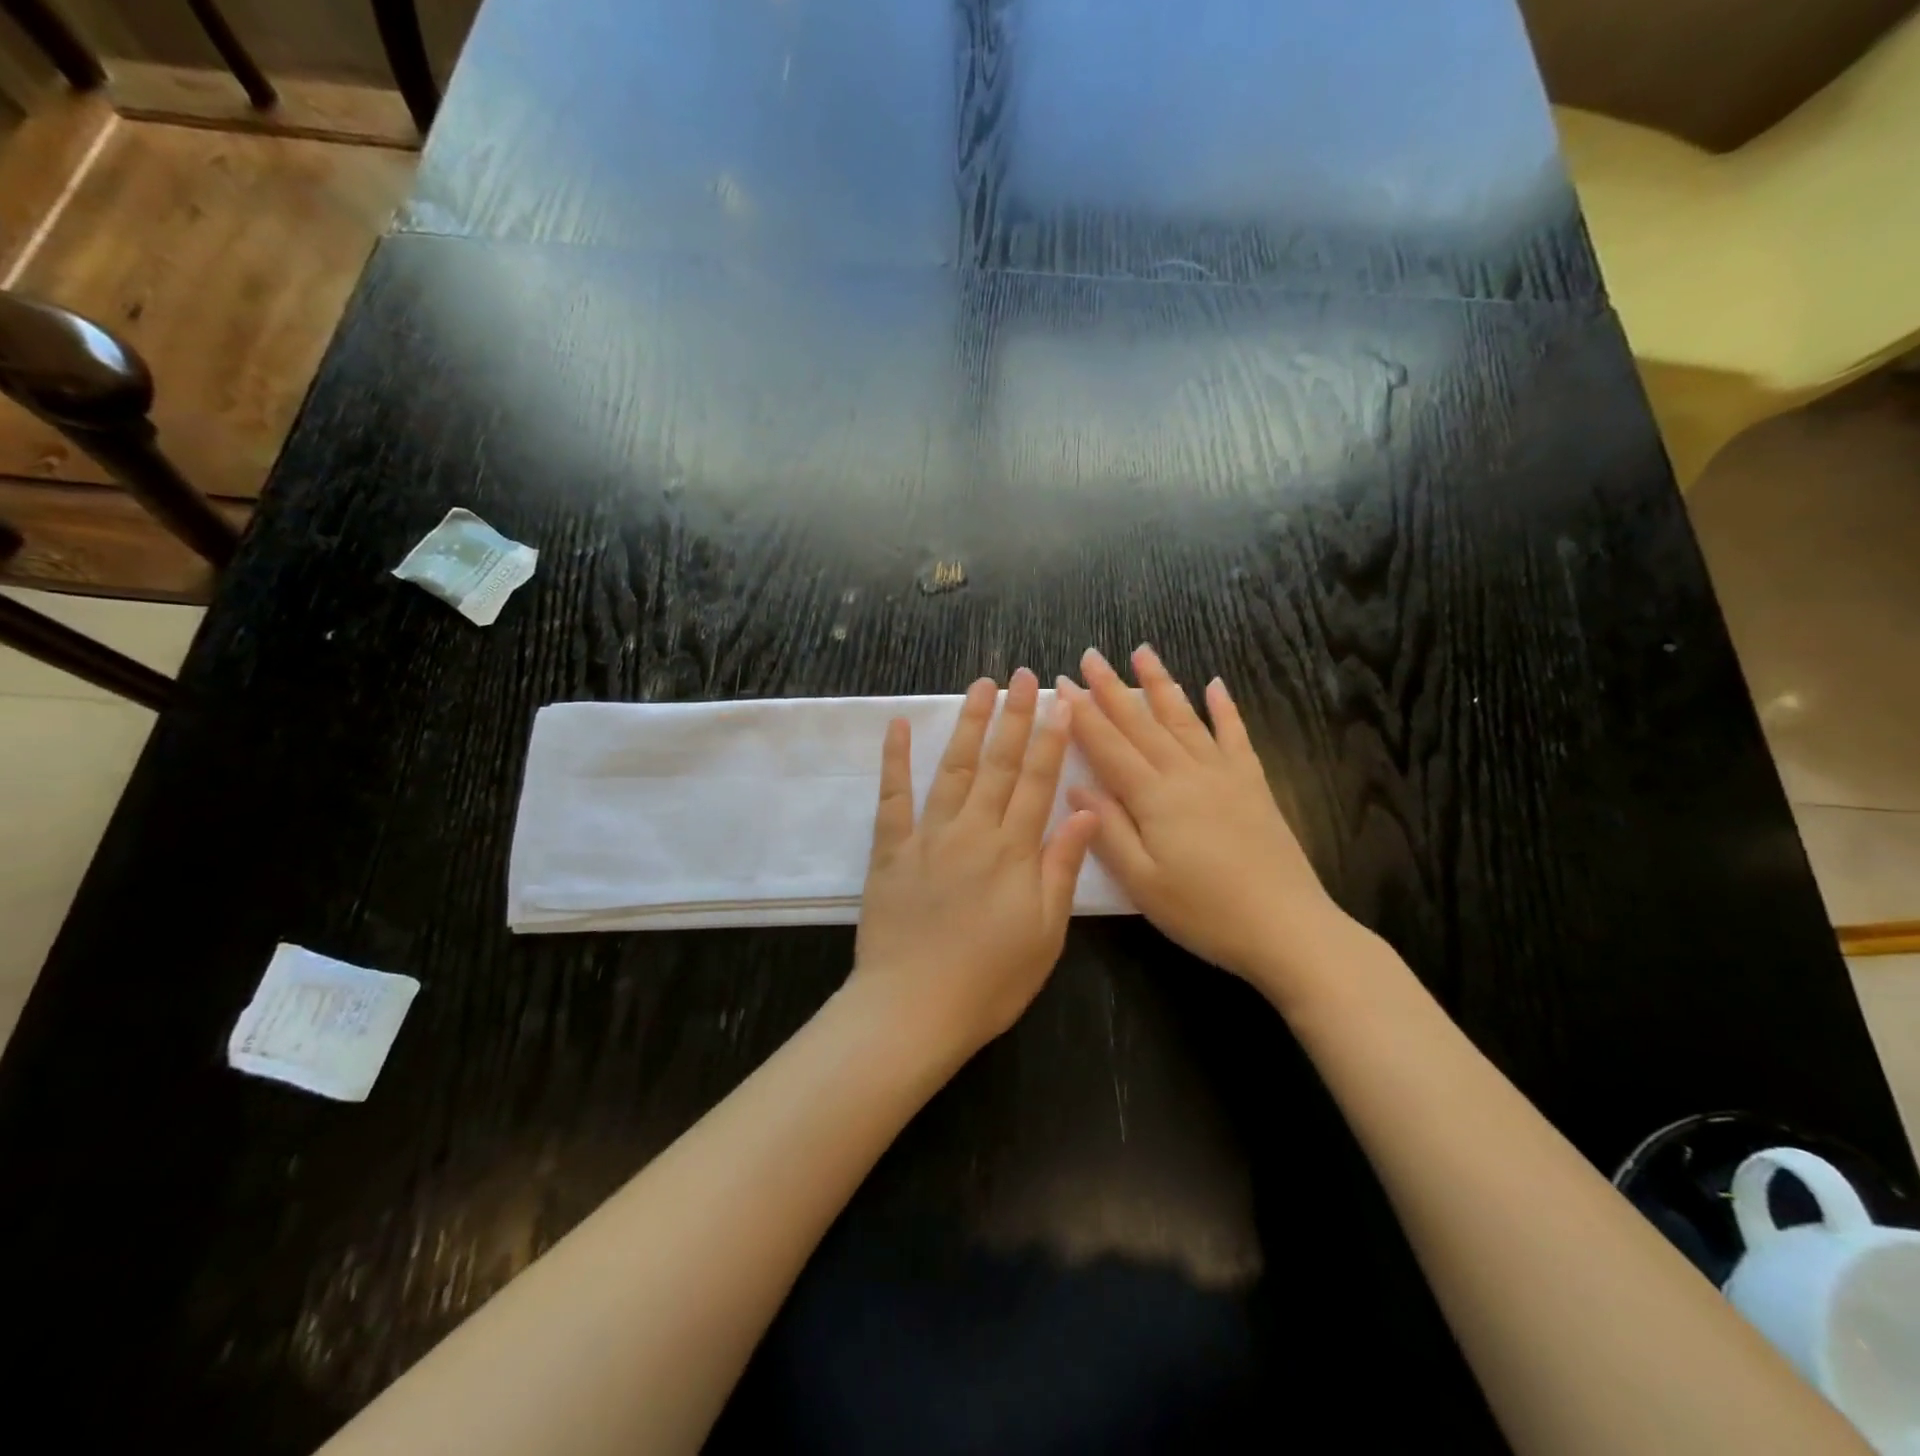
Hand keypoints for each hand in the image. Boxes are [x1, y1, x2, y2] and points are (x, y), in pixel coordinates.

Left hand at [850, 668, 1099, 1062]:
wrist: (914, 1009)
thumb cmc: (990, 980)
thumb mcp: (1045, 933)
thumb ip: (1061, 867)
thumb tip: (1085, 810)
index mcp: (1014, 851)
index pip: (1038, 781)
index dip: (1051, 738)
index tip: (1061, 701)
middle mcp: (973, 831)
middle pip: (999, 764)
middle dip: (1015, 716)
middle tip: (1024, 675)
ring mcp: (928, 836)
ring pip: (953, 769)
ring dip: (969, 725)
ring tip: (981, 686)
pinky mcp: (890, 850)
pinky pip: (893, 797)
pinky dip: (896, 759)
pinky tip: (900, 726)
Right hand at [1059, 646, 1350, 994]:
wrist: (1287, 928)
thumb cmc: (1204, 912)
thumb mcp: (1142, 883)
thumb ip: (1107, 831)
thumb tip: (1076, 787)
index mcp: (1154, 798)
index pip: (1108, 746)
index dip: (1082, 715)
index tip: (1061, 684)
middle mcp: (1186, 774)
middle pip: (1142, 723)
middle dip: (1112, 688)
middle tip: (1091, 655)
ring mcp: (1224, 775)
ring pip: (1185, 718)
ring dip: (1161, 684)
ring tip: (1143, 651)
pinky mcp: (1253, 785)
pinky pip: (1236, 736)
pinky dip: (1226, 709)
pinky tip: (1216, 686)